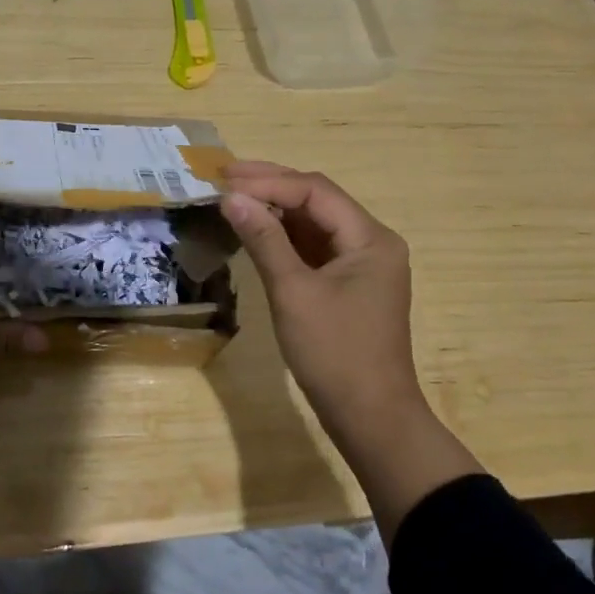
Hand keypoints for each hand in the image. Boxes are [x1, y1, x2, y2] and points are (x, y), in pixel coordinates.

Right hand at [218, 160, 481, 534]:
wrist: (371, 419)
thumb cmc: (334, 353)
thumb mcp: (294, 292)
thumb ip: (264, 239)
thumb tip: (231, 198)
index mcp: (370, 238)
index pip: (314, 191)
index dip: (268, 182)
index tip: (225, 182)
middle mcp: (370, 241)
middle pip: (316, 199)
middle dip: (270, 185)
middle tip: (223, 174)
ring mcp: (360, 263)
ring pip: (313, 221)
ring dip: (274, 207)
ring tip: (232, 195)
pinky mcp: (347, 284)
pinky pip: (312, 246)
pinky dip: (282, 235)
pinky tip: (254, 228)